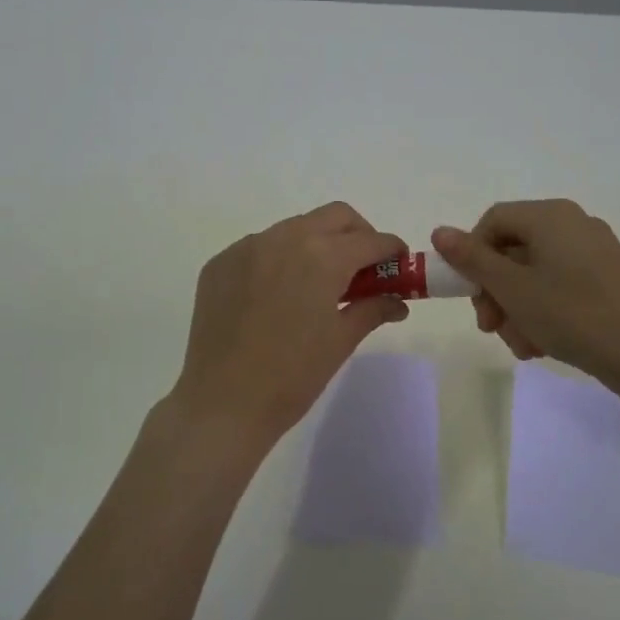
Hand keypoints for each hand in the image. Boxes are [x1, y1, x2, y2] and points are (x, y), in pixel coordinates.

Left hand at [167, 203, 408, 451]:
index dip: (391, 250)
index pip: (370, 240)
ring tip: (317, 283)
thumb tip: (398, 302)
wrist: (222, 403)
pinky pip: (260, 246)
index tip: (399, 263)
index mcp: (322, 257)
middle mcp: (285, 238)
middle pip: (335, 217)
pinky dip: (279, 258)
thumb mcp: (341, 341)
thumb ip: (372, 309)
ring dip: (316, 243)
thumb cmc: (292, 376)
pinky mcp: (221, 262)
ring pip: (295, 227)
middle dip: (357, 234)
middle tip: (362, 267)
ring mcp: (247, 247)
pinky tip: (277, 294)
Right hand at [431, 200, 619, 385]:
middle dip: (495, 291)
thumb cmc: (572, 314)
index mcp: (550, 215)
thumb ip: (472, 259)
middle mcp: (573, 223)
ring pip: (534, 273)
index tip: (471, 293)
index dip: (472, 254)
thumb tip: (440, 232)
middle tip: (491, 327)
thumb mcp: (512, 288)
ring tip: (522, 345)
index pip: (493, 220)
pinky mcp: (608, 277)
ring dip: (517, 308)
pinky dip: (544, 310)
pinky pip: (560, 284)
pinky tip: (543, 344)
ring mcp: (594, 250)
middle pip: (513, 249)